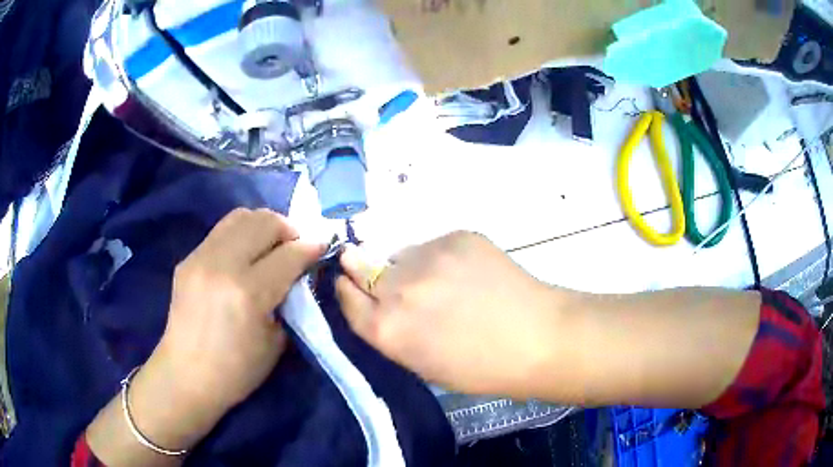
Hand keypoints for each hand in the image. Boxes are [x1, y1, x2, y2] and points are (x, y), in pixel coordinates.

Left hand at [155, 208, 324, 411]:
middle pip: (264, 221)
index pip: (288, 254)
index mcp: (248, 293)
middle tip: (295, 246)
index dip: (311, 248)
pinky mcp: (188, 259)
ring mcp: (201, 258)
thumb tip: (297, 274)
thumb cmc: (236, 370)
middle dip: (288, 229)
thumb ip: (288, 301)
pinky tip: (244, 256)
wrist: (186, 375)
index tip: (322, 248)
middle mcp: (223, 265)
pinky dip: (241, 236)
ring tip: (270, 245)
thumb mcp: (276, 342)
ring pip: (240, 216)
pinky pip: (221, 232)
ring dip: (263, 225)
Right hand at [335, 232, 564, 396]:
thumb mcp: (422, 364)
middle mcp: (398, 288)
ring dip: (409, 267)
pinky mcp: (456, 236)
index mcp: (387, 328)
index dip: (347, 289)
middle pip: (362, 267)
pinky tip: (467, 274)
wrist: (537, 338)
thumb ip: (391, 332)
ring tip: (442, 282)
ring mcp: (428, 256)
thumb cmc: (480, 367)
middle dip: (366, 271)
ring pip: (401, 255)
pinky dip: (441, 258)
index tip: (348, 284)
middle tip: (385, 277)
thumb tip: (377, 302)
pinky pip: (433, 245)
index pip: (346, 296)